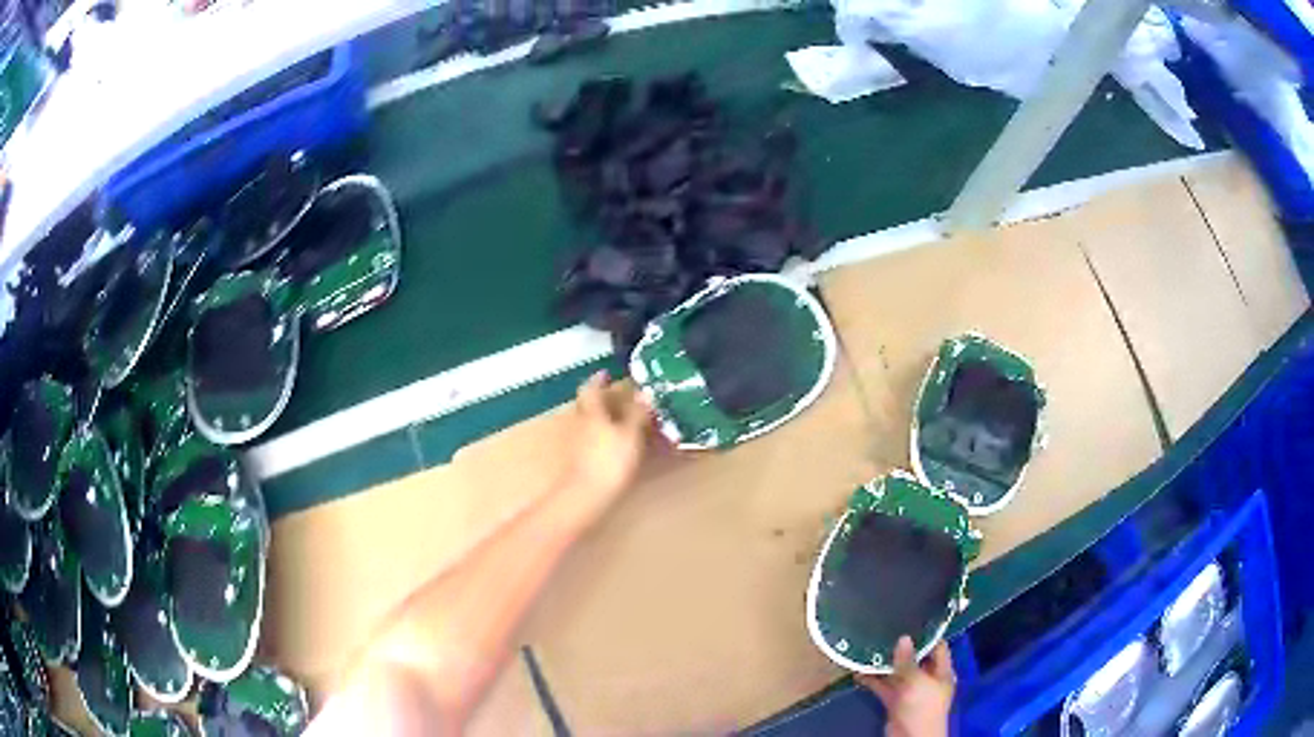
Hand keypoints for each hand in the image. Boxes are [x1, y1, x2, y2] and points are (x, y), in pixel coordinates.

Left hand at [560, 371, 652, 520]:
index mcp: (593, 413)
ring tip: (627, 419)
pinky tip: (622, 444)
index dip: (598, 380)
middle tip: (621, 396)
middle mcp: (583, 424)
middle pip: (589, 406)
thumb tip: (646, 393)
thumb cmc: (610, 461)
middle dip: (603, 399)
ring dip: (606, 418)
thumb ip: (637, 414)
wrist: (588, 496)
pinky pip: (597, 441)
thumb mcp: (630, 434)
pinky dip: (608, 437)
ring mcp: (582, 444)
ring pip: (593, 424)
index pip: (591, 389)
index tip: (606, 373)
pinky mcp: (585, 462)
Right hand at [856, 636, 954, 736]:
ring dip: (884, 664)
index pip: (937, 646)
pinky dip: (872, 680)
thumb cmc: (922, 706)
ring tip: (869, 646)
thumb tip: (903, 637)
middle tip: (885, 630)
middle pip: (915, 658)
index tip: (910, 620)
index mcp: (941, 671)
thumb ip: (908, 661)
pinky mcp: (894, 700)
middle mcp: (926, 678)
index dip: (927, 634)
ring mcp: (910, 690)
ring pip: (897, 673)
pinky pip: (883, 687)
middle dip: (901, 648)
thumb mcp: (917, 681)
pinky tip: (859, 671)